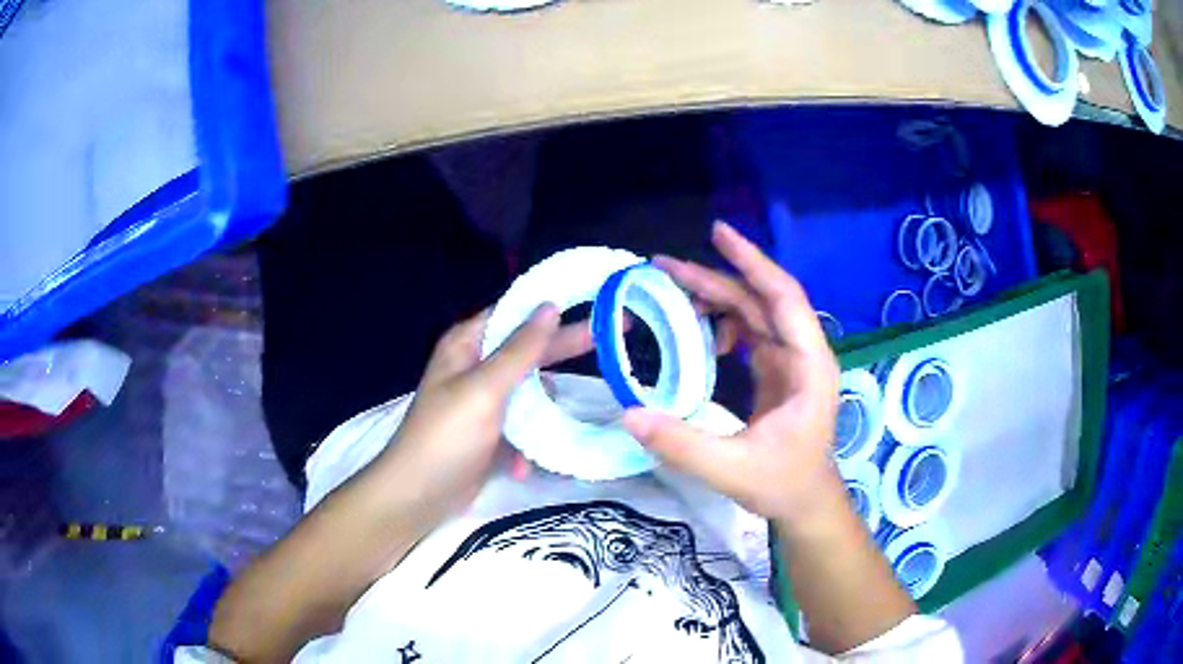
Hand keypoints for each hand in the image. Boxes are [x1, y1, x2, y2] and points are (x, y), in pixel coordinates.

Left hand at [378, 304, 591, 517]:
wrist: (419, 495)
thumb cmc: (447, 436)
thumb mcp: (485, 389)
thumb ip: (520, 349)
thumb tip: (549, 306)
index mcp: (467, 344)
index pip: (515, 312)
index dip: (552, 304)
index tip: (593, 298)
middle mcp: (476, 366)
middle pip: (528, 350)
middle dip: (563, 350)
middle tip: (612, 336)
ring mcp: (483, 401)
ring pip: (529, 392)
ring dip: (541, 412)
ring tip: (555, 425)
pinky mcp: (490, 432)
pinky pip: (521, 425)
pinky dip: (525, 442)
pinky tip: (520, 464)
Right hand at [622, 221, 842, 526]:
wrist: (806, 502)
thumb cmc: (782, 484)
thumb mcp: (731, 469)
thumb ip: (683, 445)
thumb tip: (630, 413)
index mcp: (809, 366)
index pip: (783, 298)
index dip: (752, 262)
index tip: (717, 233)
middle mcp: (804, 354)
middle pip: (761, 299)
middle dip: (715, 278)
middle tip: (663, 266)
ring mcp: (791, 361)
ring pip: (754, 312)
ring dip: (716, 297)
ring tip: (671, 292)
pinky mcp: (778, 370)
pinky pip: (750, 332)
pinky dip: (721, 324)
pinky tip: (698, 333)